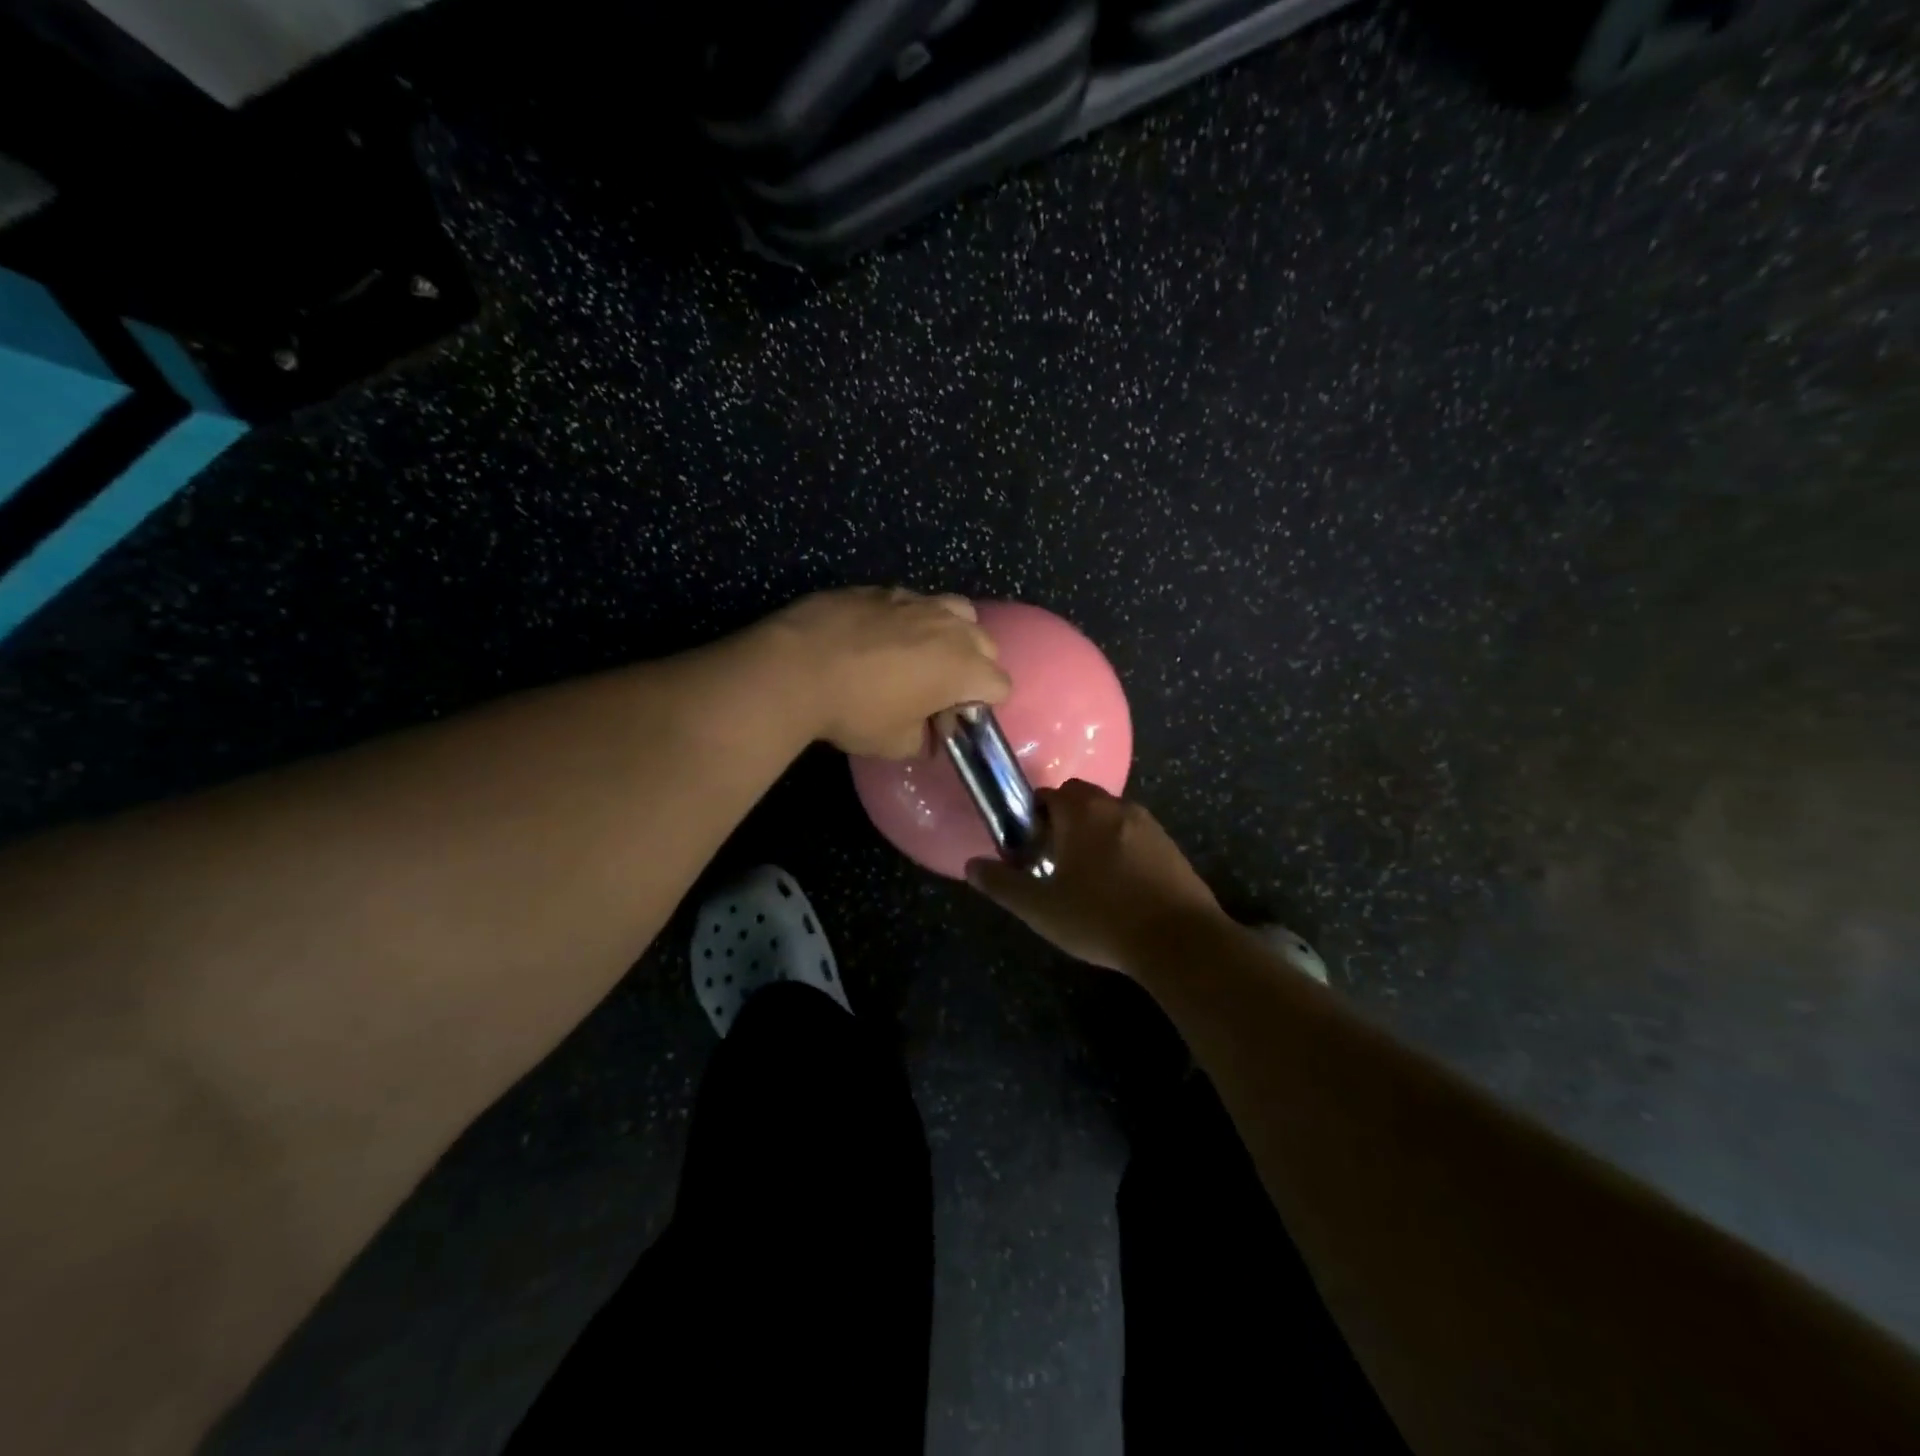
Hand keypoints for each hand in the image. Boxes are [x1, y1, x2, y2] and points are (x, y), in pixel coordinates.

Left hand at [766, 587, 1011, 757]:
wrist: (796, 666)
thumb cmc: (855, 711)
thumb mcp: (894, 743)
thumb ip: (921, 740)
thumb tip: (925, 737)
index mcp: (964, 667)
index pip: (1001, 685)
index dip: (983, 706)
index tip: (953, 719)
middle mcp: (950, 627)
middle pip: (986, 644)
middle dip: (974, 667)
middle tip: (940, 690)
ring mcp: (917, 601)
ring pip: (956, 611)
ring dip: (950, 634)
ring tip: (921, 653)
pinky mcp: (883, 589)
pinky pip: (914, 602)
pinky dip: (911, 619)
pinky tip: (881, 637)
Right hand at [966, 780, 1223, 971]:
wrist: (1179, 941)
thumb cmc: (1101, 918)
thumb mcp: (1041, 909)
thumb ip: (1002, 884)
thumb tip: (970, 866)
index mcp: (1082, 812)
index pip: (1049, 794)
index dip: (1034, 817)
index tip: (1030, 847)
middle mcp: (1116, 807)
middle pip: (1081, 797)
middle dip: (1064, 819)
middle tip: (1055, 857)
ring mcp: (1149, 824)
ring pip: (1110, 814)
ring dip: (1094, 831)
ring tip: (1087, 874)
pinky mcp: (1171, 845)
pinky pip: (1135, 833)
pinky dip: (1121, 846)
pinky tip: (1120, 885)